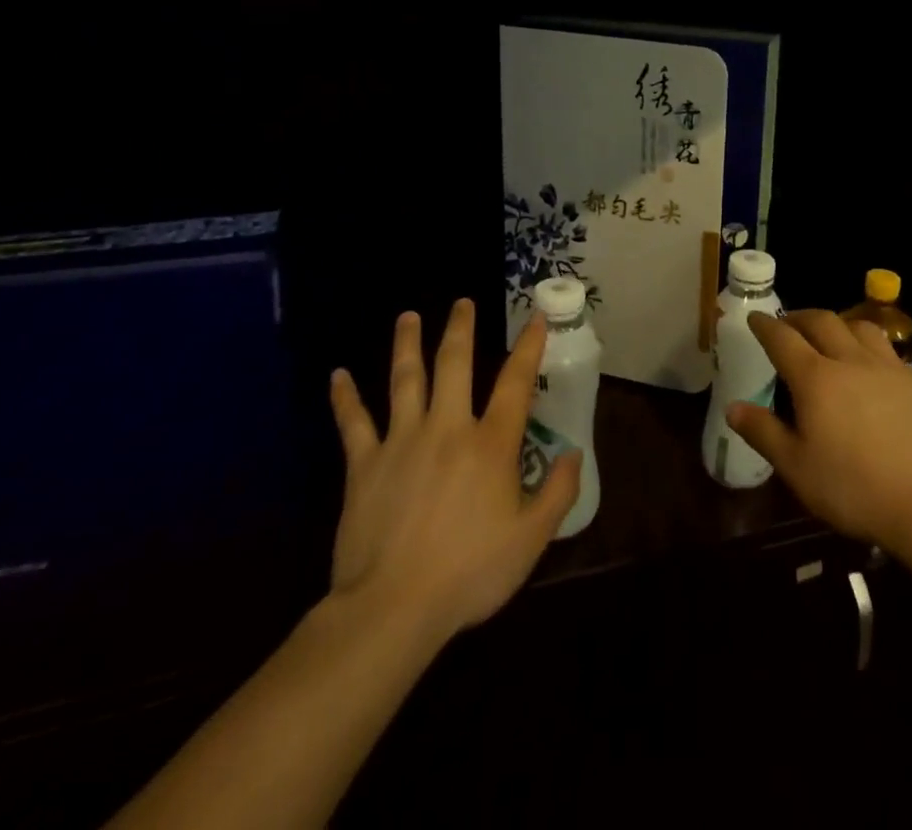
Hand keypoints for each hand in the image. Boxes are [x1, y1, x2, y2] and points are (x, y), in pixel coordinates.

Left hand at [325, 300, 581, 644]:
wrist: (392, 608)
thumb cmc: (469, 573)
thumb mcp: (531, 540)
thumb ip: (558, 492)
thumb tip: (574, 453)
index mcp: (490, 444)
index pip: (515, 382)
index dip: (528, 347)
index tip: (535, 317)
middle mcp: (447, 428)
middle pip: (454, 364)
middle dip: (459, 329)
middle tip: (461, 302)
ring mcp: (402, 441)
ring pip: (404, 379)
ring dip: (406, 344)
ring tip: (407, 316)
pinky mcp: (364, 464)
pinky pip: (353, 423)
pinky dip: (345, 398)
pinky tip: (337, 375)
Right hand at [727, 309, 911, 556]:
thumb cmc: (854, 489)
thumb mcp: (797, 468)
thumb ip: (764, 433)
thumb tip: (733, 407)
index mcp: (816, 379)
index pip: (783, 339)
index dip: (766, 325)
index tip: (755, 317)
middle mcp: (851, 361)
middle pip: (822, 321)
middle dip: (800, 317)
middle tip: (788, 323)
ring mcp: (890, 368)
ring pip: (861, 327)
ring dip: (839, 324)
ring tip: (831, 335)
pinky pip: (889, 352)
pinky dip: (871, 348)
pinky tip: (873, 367)